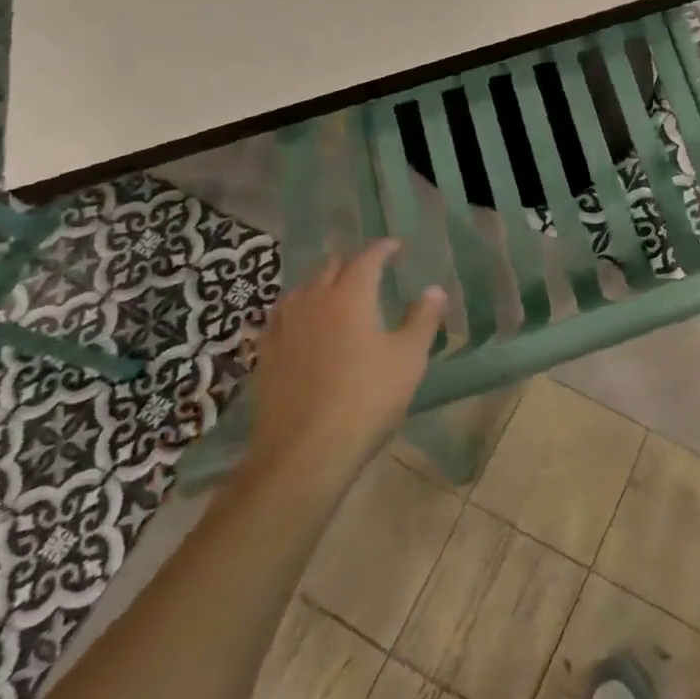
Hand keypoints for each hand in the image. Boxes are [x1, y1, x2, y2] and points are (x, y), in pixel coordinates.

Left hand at [243, 240, 445, 492]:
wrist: (304, 452)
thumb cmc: (366, 398)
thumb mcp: (409, 358)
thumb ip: (422, 319)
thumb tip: (434, 290)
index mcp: (350, 295)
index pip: (367, 258)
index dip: (382, 249)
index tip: (395, 245)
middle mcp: (313, 302)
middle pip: (329, 268)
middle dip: (351, 263)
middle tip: (369, 269)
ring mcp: (284, 329)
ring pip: (301, 291)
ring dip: (320, 284)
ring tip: (334, 292)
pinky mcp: (266, 357)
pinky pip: (280, 319)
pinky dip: (296, 312)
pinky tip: (301, 326)